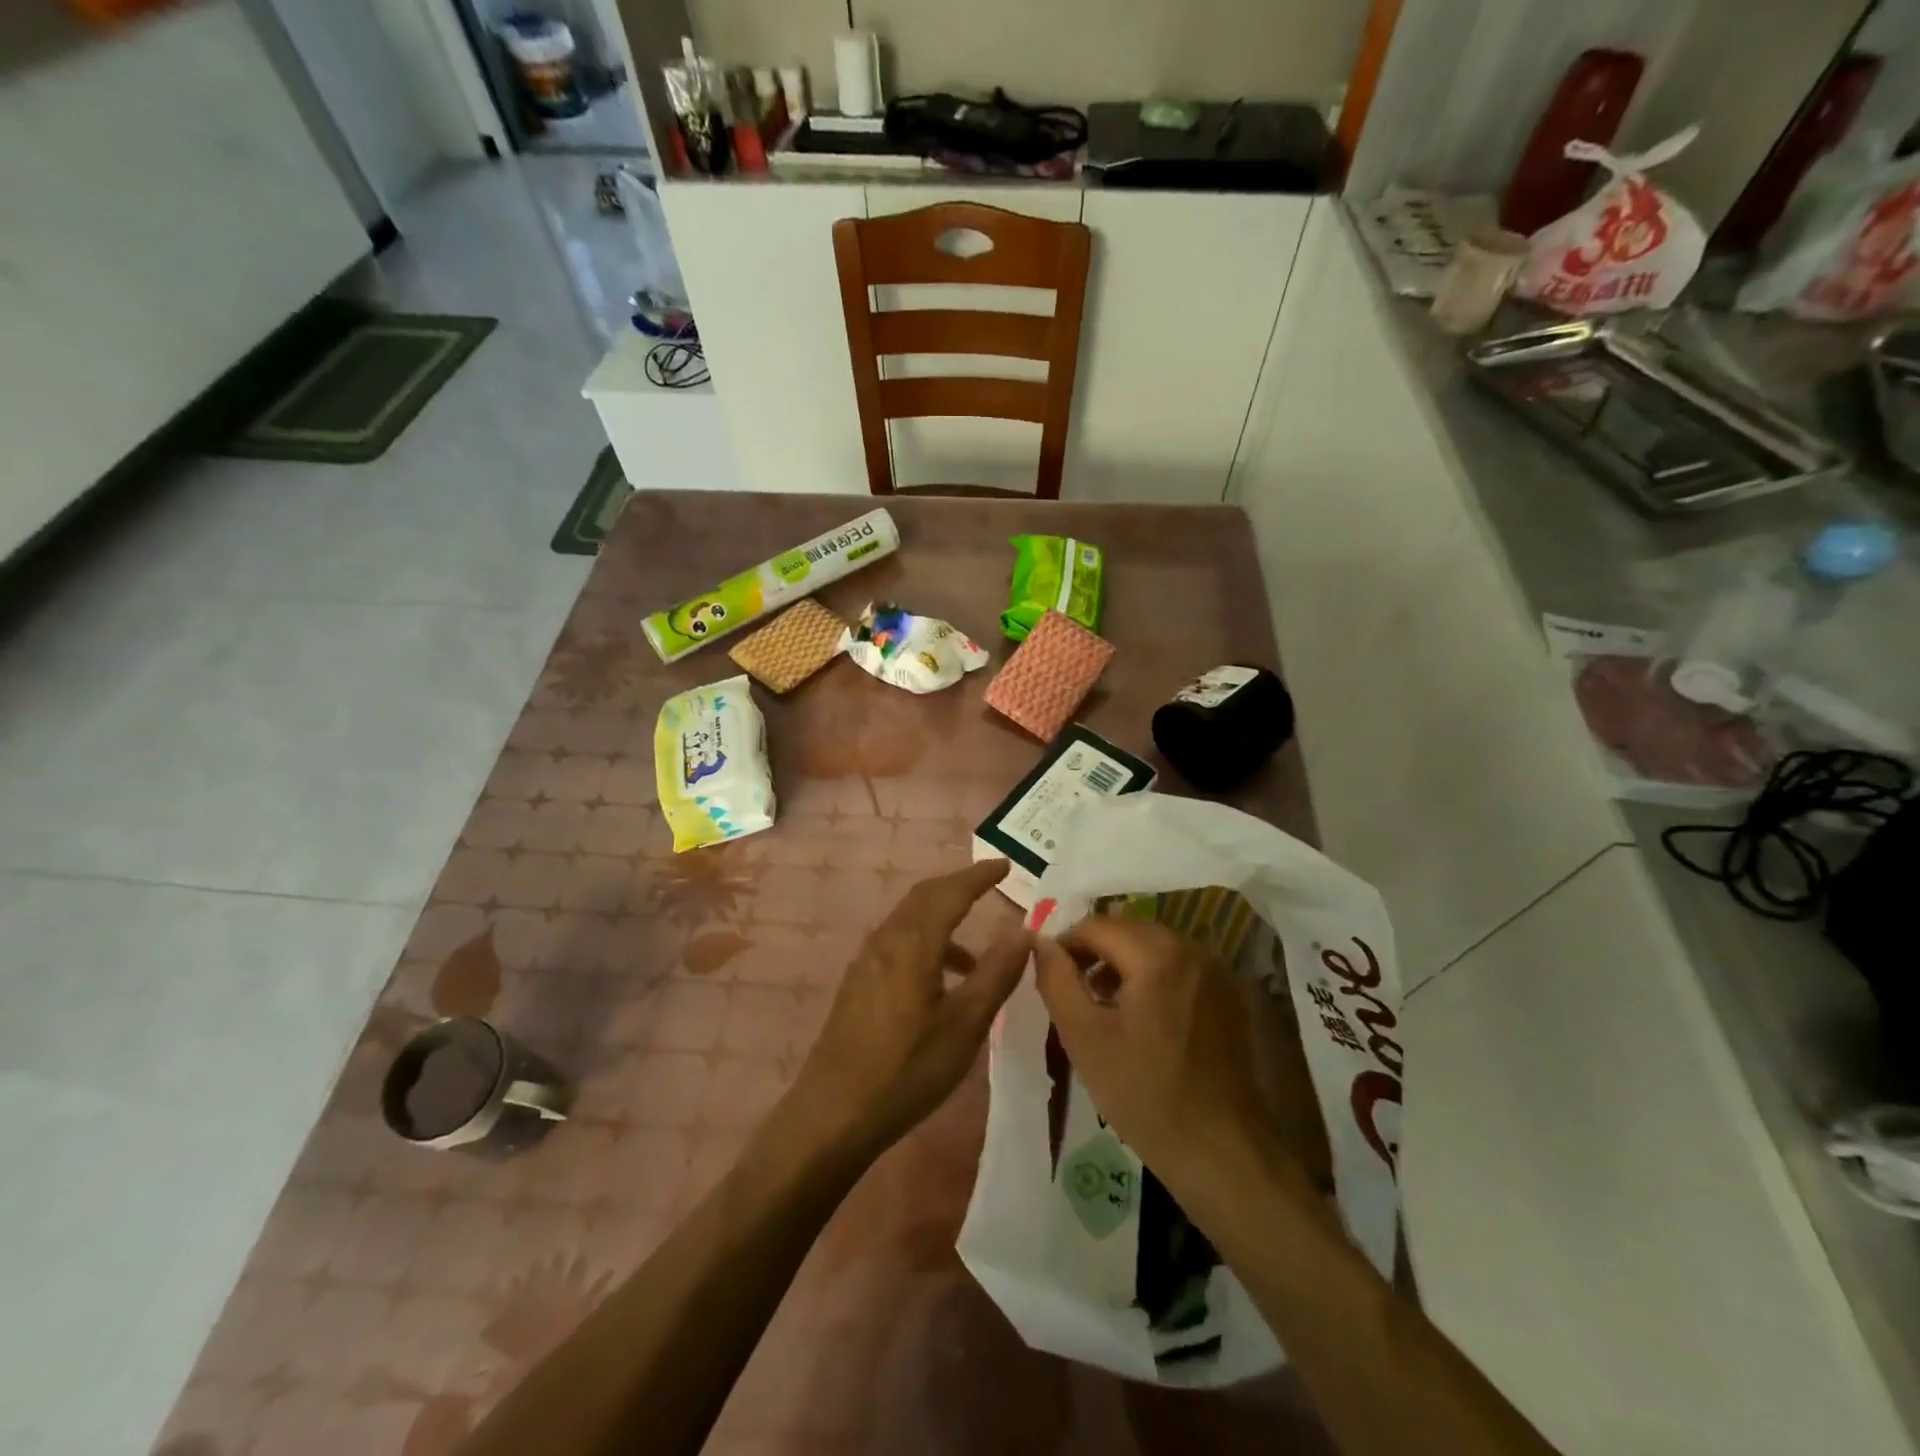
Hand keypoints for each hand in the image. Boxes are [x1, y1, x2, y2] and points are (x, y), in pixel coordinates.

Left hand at [792, 859, 1028, 1156]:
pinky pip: (898, 941)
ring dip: (942, 917)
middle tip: (991, 886)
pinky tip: (941, 980)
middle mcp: (886, 939)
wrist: (833, 1112)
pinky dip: (926, 941)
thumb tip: (1023, 929)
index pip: (951, 892)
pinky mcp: (859, 982)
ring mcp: (867, 961)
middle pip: (925, 897)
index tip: (1005, 865)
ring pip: (909, 919)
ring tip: (976, 953)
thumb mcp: (965, 1025)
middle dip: (959, 887)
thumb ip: (996, 972)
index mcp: (913, 942)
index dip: (979, 876)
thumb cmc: (907, 1069)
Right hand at [1032, 917, 1272, 1190]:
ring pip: (1152, 947)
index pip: (1095, 925)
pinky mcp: (1227, 993)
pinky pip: (1177, 966)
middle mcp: (1190, 947)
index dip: (1064, 945)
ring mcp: (1214, 970)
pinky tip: (1141, 1016)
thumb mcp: (1084, 1036)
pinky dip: (1151, 976)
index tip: (1050, 977)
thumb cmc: (1144, 1093)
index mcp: (1156, 953)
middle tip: (1073, 991)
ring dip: (1122, 964)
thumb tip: (1040, 942)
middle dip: (1094, 952)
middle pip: (1126, 930)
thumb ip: (1056, 980)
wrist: (1221, 1150)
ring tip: (1102, 1004)